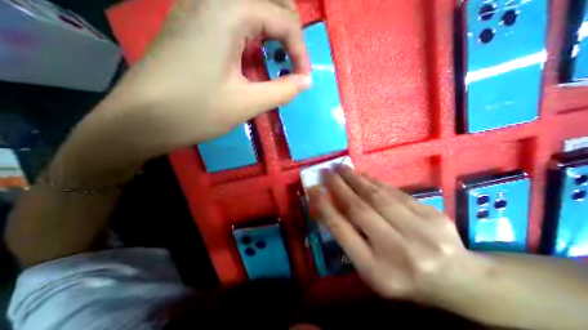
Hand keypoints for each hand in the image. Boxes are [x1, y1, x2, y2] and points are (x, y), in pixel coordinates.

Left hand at [110, 0, 312, 147]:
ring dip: (270, 35)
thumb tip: (305, 82)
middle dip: (289, 34)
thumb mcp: (247, 103)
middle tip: (293, 64)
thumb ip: (282, 90)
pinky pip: (232, 22)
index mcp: (227, 12)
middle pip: (268, 2)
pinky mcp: (191, 29)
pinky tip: (251, 62)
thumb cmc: (196, 112)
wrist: (141, 121)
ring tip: (276, 63)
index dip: (300, 51)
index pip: (283, 19)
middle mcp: (211, 1)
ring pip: (249, 11)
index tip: (303, 80)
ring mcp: (197, 12)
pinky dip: (252, 39)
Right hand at [310, 166, 484, 303]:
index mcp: (377, 271)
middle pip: (360, 210)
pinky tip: (362, 174)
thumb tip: (328, 207)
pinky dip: (374, 181)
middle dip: (338, 187)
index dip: (325, 207)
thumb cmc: (402, 277)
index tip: (313, 189)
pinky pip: (395, 192)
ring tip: (340, 168)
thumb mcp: (369, 268)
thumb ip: (348, 238)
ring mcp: (420, 233)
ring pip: (377, 196)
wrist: (458, 281)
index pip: (343, 232)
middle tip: (326, 171)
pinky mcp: (433, 216)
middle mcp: (397, 251)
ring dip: (354, 179)